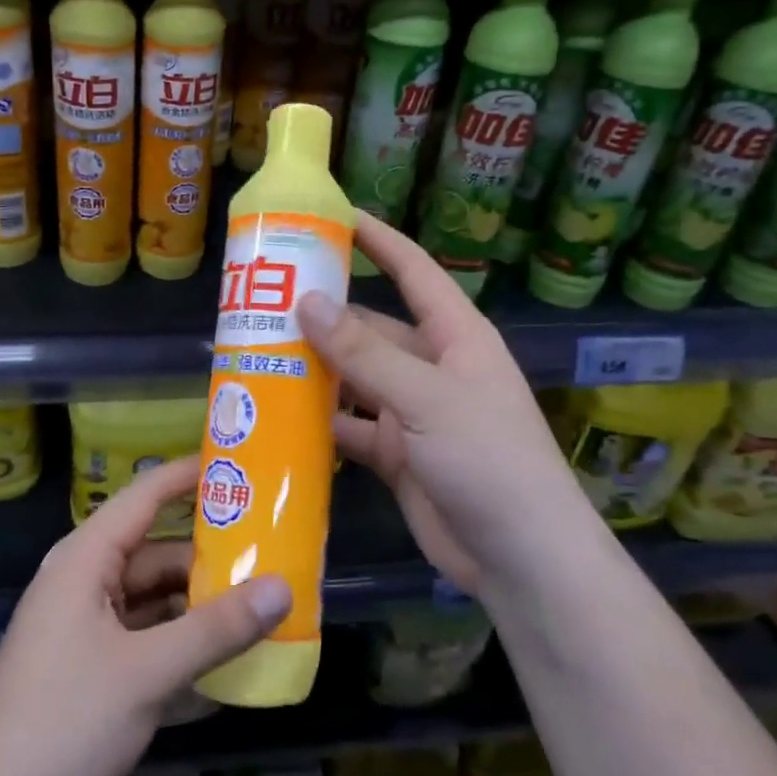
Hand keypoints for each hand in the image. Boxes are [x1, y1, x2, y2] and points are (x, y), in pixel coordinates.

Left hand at [0, 456, 290, 775]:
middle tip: (270, 550)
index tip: (241, 465)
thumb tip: (283, 587)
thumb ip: (218, 628)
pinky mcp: (85, 664)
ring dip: (197, 599)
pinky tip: (220, 651)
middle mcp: (81, 581)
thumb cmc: (66, 725)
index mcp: (84, 560)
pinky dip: (178, 635)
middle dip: (208, 553)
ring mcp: (81, 624)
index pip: (144, 496)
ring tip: (258, 601)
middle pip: (153, 550)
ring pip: (150, 595)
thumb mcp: (150, 673)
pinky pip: (142, 631)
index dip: (188, 476)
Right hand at [297, 211, 574, 594]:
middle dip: (324, 316)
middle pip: (371, 328)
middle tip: (264, 302)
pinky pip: (349, 427)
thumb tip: (308, 301)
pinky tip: (277, 415)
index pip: (414, 272)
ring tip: (257, 353)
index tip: (334, 217)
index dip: (378, 241)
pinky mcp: (395, 453)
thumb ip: (365, 353)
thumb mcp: (426, 398)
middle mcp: (431, 368)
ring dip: (314, 370)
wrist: (520, 558)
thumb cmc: (488, 459)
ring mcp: (411, 412)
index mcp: (455, 337)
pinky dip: (319, 423)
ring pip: (354, 379)